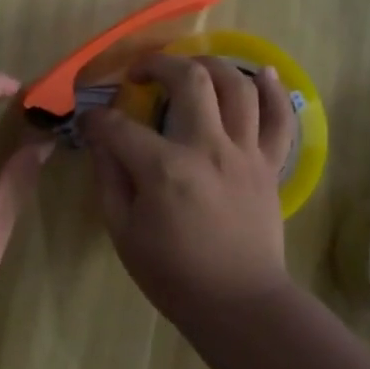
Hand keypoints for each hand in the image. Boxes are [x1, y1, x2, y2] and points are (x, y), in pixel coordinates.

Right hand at [83, 55, 295, 320]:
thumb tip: (101, 140)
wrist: (238, 304)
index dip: (97, 118)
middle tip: (140, 73)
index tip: (89, 121)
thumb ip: (108, 178)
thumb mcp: (122, 231)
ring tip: (189, 67)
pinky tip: (261, 72)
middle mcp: (208, 148)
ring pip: (236, 86)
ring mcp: (245, 153)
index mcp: (164, 169)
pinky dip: (273, 90)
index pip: (119, 125)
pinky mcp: (269, 165)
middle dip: (157, 65)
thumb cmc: (173, 274)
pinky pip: (280, 119)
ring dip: (210, 64)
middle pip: (188, 80)